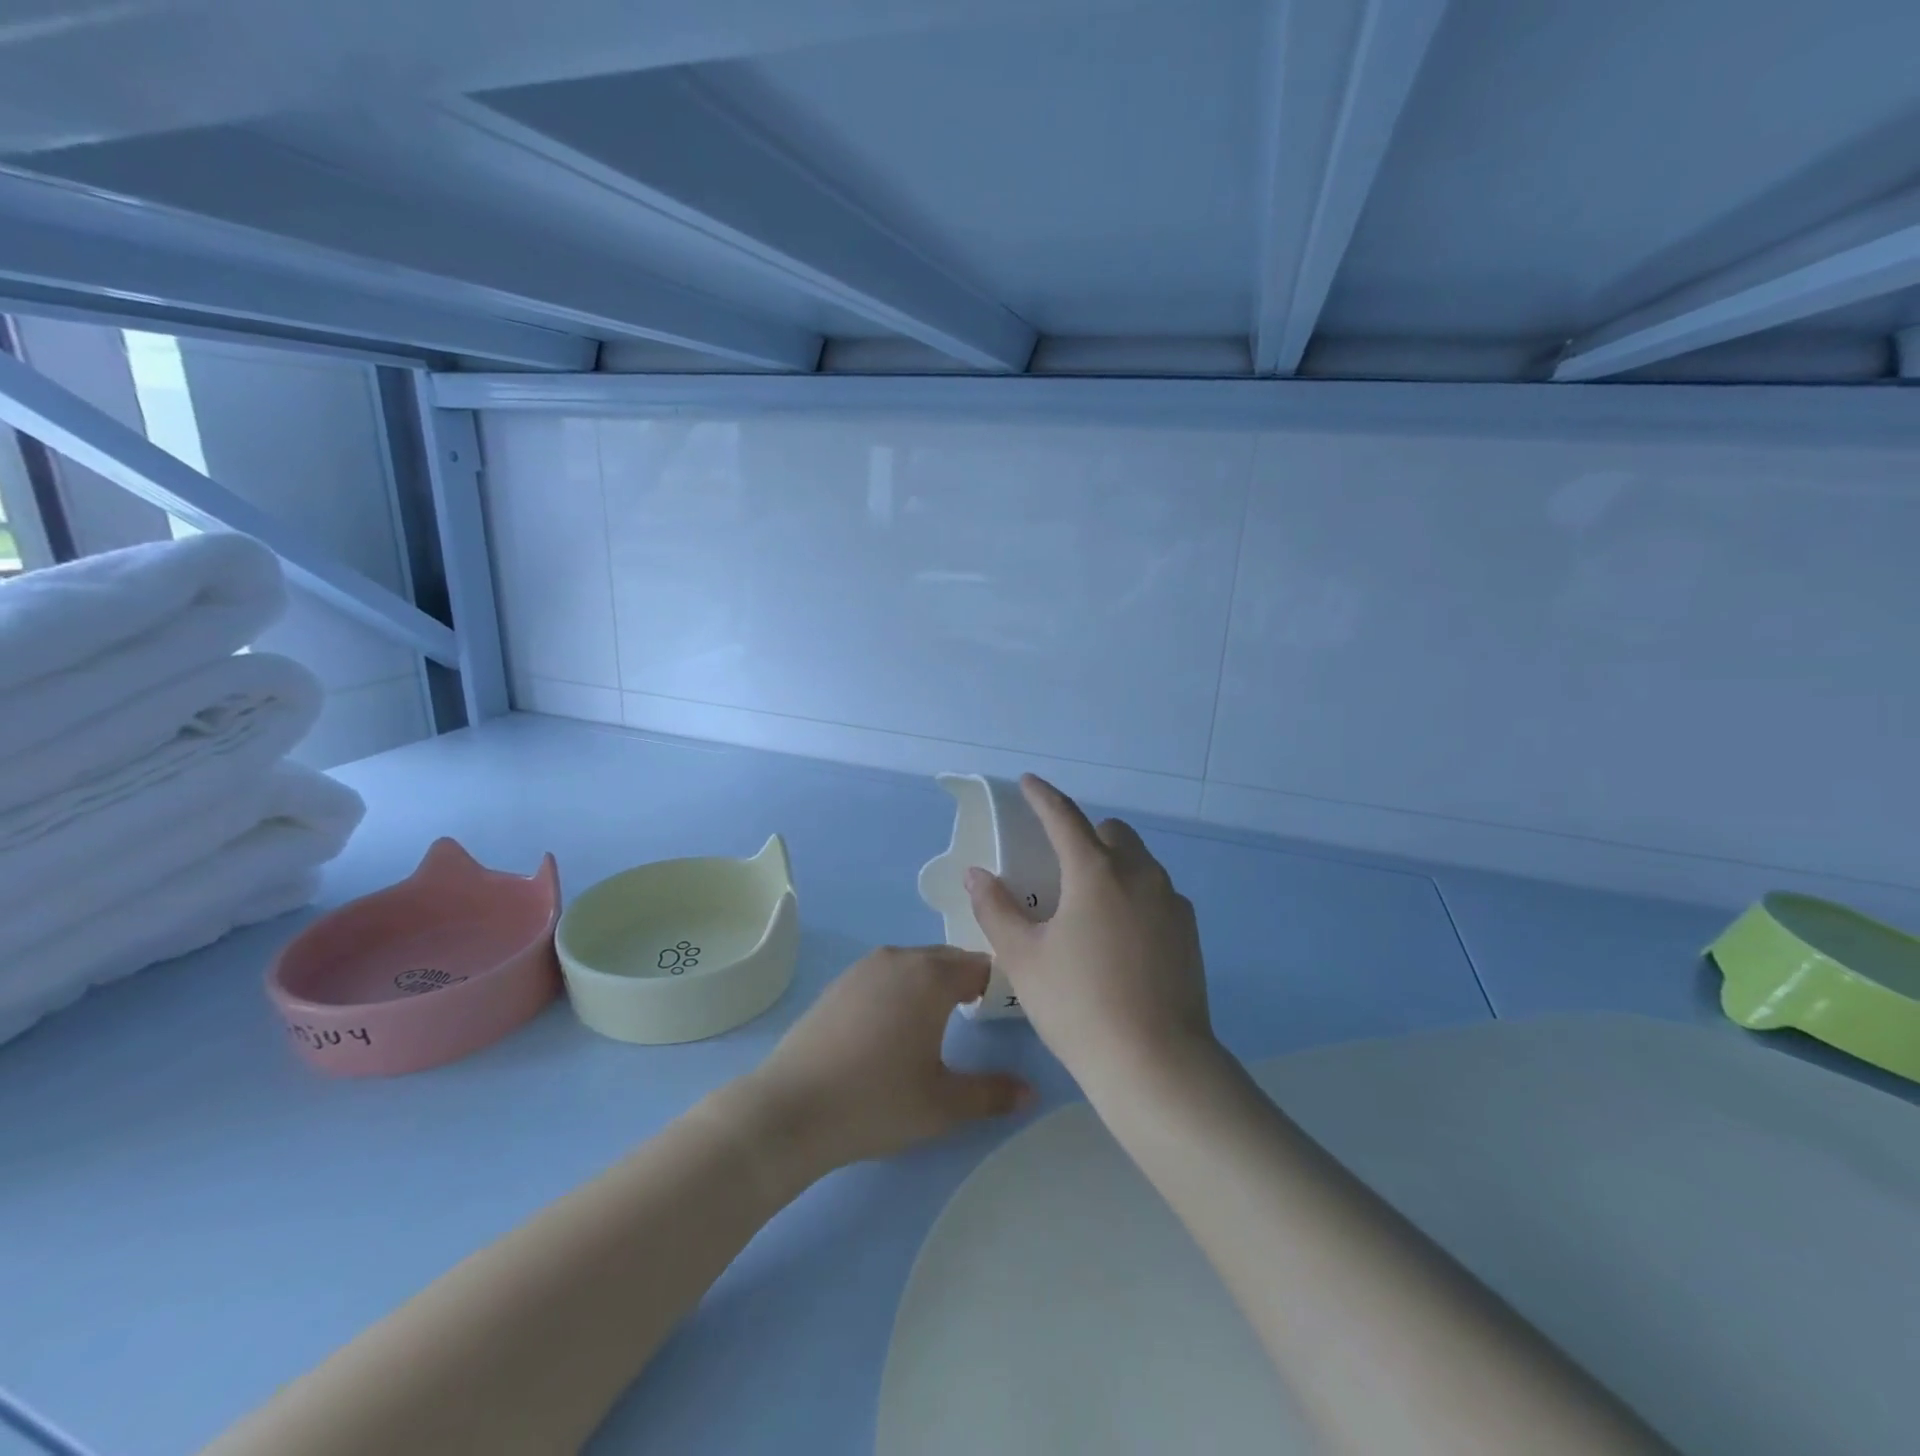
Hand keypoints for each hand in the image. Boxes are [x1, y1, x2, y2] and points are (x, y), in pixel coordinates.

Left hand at [738, 946, 1032, 1179]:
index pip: (981, 964)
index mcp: (931, 976)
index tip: (1004, 1015)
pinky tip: (892, 1030)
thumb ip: (992, 1094)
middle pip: (947, 960)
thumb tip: (1030, 1091)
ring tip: (937, 1026)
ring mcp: (864, 968)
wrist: (791, 1108)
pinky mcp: (839, 983)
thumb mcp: (943, 1105)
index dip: (998, 986)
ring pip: (914, 965)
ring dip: (932, 985)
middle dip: (966, 982)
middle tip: (976, 1021)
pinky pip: (885, 976)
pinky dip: (900, 991)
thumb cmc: (877, 1100)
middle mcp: (900, 958)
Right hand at [965, 775, 1214, 1094]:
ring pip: (1139, 862)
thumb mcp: (1023, 958)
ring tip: (1088, 903)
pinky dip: (1134, 895)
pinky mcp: (1189, 931)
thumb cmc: (1078, 1005)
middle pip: (1111, 833)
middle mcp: (1139, 874)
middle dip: (1084, 834)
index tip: (1028, 783)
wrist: (1156, 1064)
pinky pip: (1157, 893)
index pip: (1064, 816)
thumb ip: (996, 909)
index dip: (1042, 796)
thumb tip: (977, 874)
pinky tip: (1119, 936)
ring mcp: (1171, 902)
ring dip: (1112, 863)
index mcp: (1095, 871)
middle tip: (1058, 864)